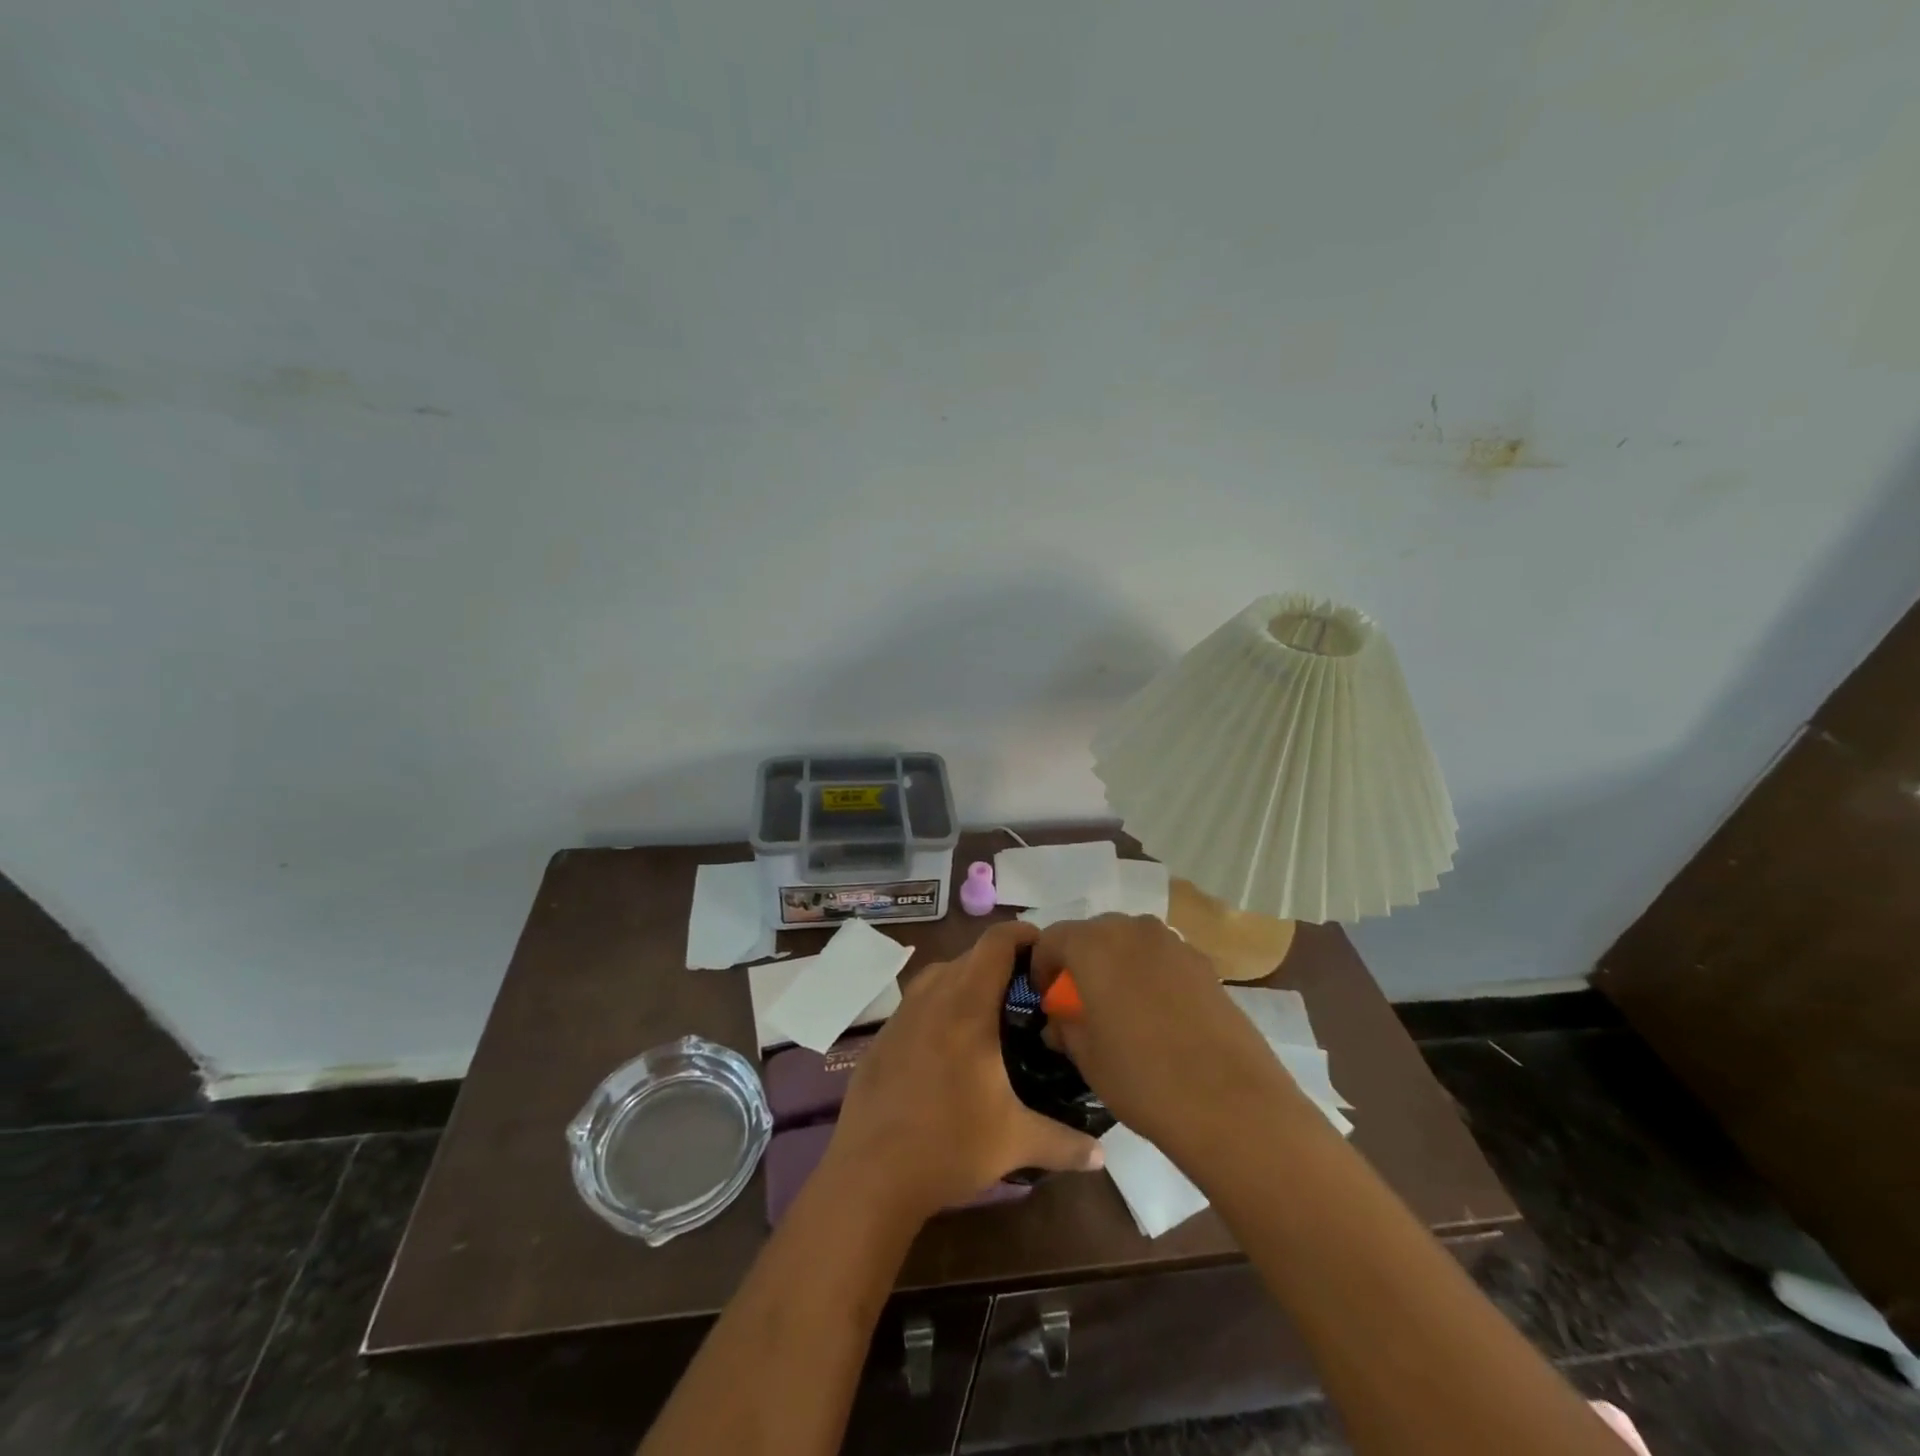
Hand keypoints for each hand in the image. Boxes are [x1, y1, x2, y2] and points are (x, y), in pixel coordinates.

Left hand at [825, 920, 1105, 1220]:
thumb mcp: (1015, 1141)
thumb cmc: (949, 1146)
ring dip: (967, 981)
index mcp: (967, 1005)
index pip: (997, 942)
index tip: (1046, 949)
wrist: (870, 1175)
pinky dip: (940, 1005)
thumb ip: (1064, 1142)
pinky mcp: (883, 1036)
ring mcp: (902, 1014)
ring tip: (993, 1012)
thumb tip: (1103, 1155)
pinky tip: (951, 1044)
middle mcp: (932, 996)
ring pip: (940, 975)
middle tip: (1030, 990)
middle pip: (970, 956)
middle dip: (1001, 963)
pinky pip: (918, 1002)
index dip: (1023, 934)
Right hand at [1031, 915, 1296, 1159]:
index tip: (1046, 999)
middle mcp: (1132, 929)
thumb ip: (1065, 1027)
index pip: (1052, 938)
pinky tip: (1159, 1016)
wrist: (1232, 1103)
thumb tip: (1060, 1019)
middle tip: (1080, 1003)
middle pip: (1093, 933)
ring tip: (1121, 1008)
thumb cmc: (1142, 1078)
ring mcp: (1173, 943)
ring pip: (1130, 942)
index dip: (1042, 967)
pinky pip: (1162, 958)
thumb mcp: (1086, 1058)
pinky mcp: (1205, 963)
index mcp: (1093, 944)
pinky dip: (1150, 974)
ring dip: (1117, 964)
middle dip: (1080, 962)